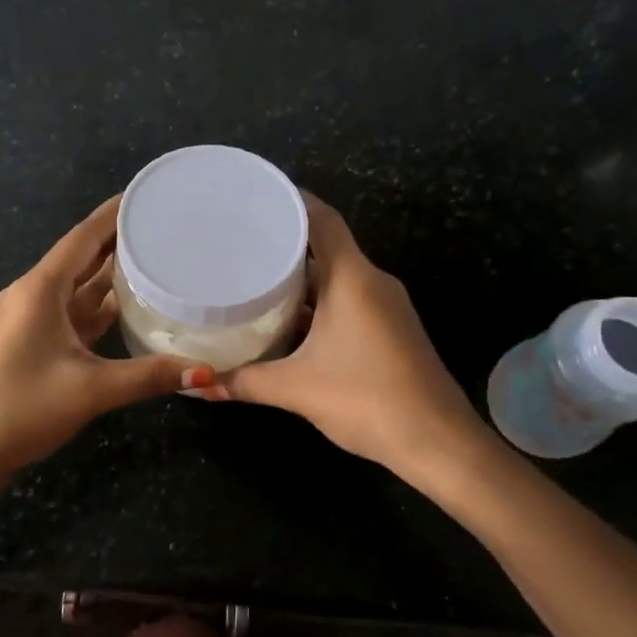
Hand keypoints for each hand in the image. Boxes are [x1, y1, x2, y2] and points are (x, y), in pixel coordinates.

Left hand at [0, 197, 212, 482]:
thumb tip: (205, 373)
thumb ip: (149, 376)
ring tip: (155, 257)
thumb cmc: (22, 407)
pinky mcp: (34, 342)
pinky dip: (101, 306)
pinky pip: (74, 312)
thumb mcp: (91, 389)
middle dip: (119, 240)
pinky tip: (130, 304)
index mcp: (40, 290)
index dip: (114, 214)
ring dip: (111, 273)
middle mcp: (34, 295)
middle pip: (82, 258)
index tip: (147, 196)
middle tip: (163, 225)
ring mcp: (32, 320)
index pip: (83, 238)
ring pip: (78, 287)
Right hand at [218, 196, 482, 476]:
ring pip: (337, 278)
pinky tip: (287, 320)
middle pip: (326, 247)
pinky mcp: (390, 330)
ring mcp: (386, 307)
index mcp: (353, 278)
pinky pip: (348, 301)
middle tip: (239, 241)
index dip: (291, 200)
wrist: (438, 442)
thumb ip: (244, 382)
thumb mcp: (296, 389)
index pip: (322, 219)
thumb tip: (198, 384)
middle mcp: (372, 282)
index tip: (256, 194)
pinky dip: (318, 303)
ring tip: (254, 278)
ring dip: (301, 279)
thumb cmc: (367, 399)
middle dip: (285, 244)